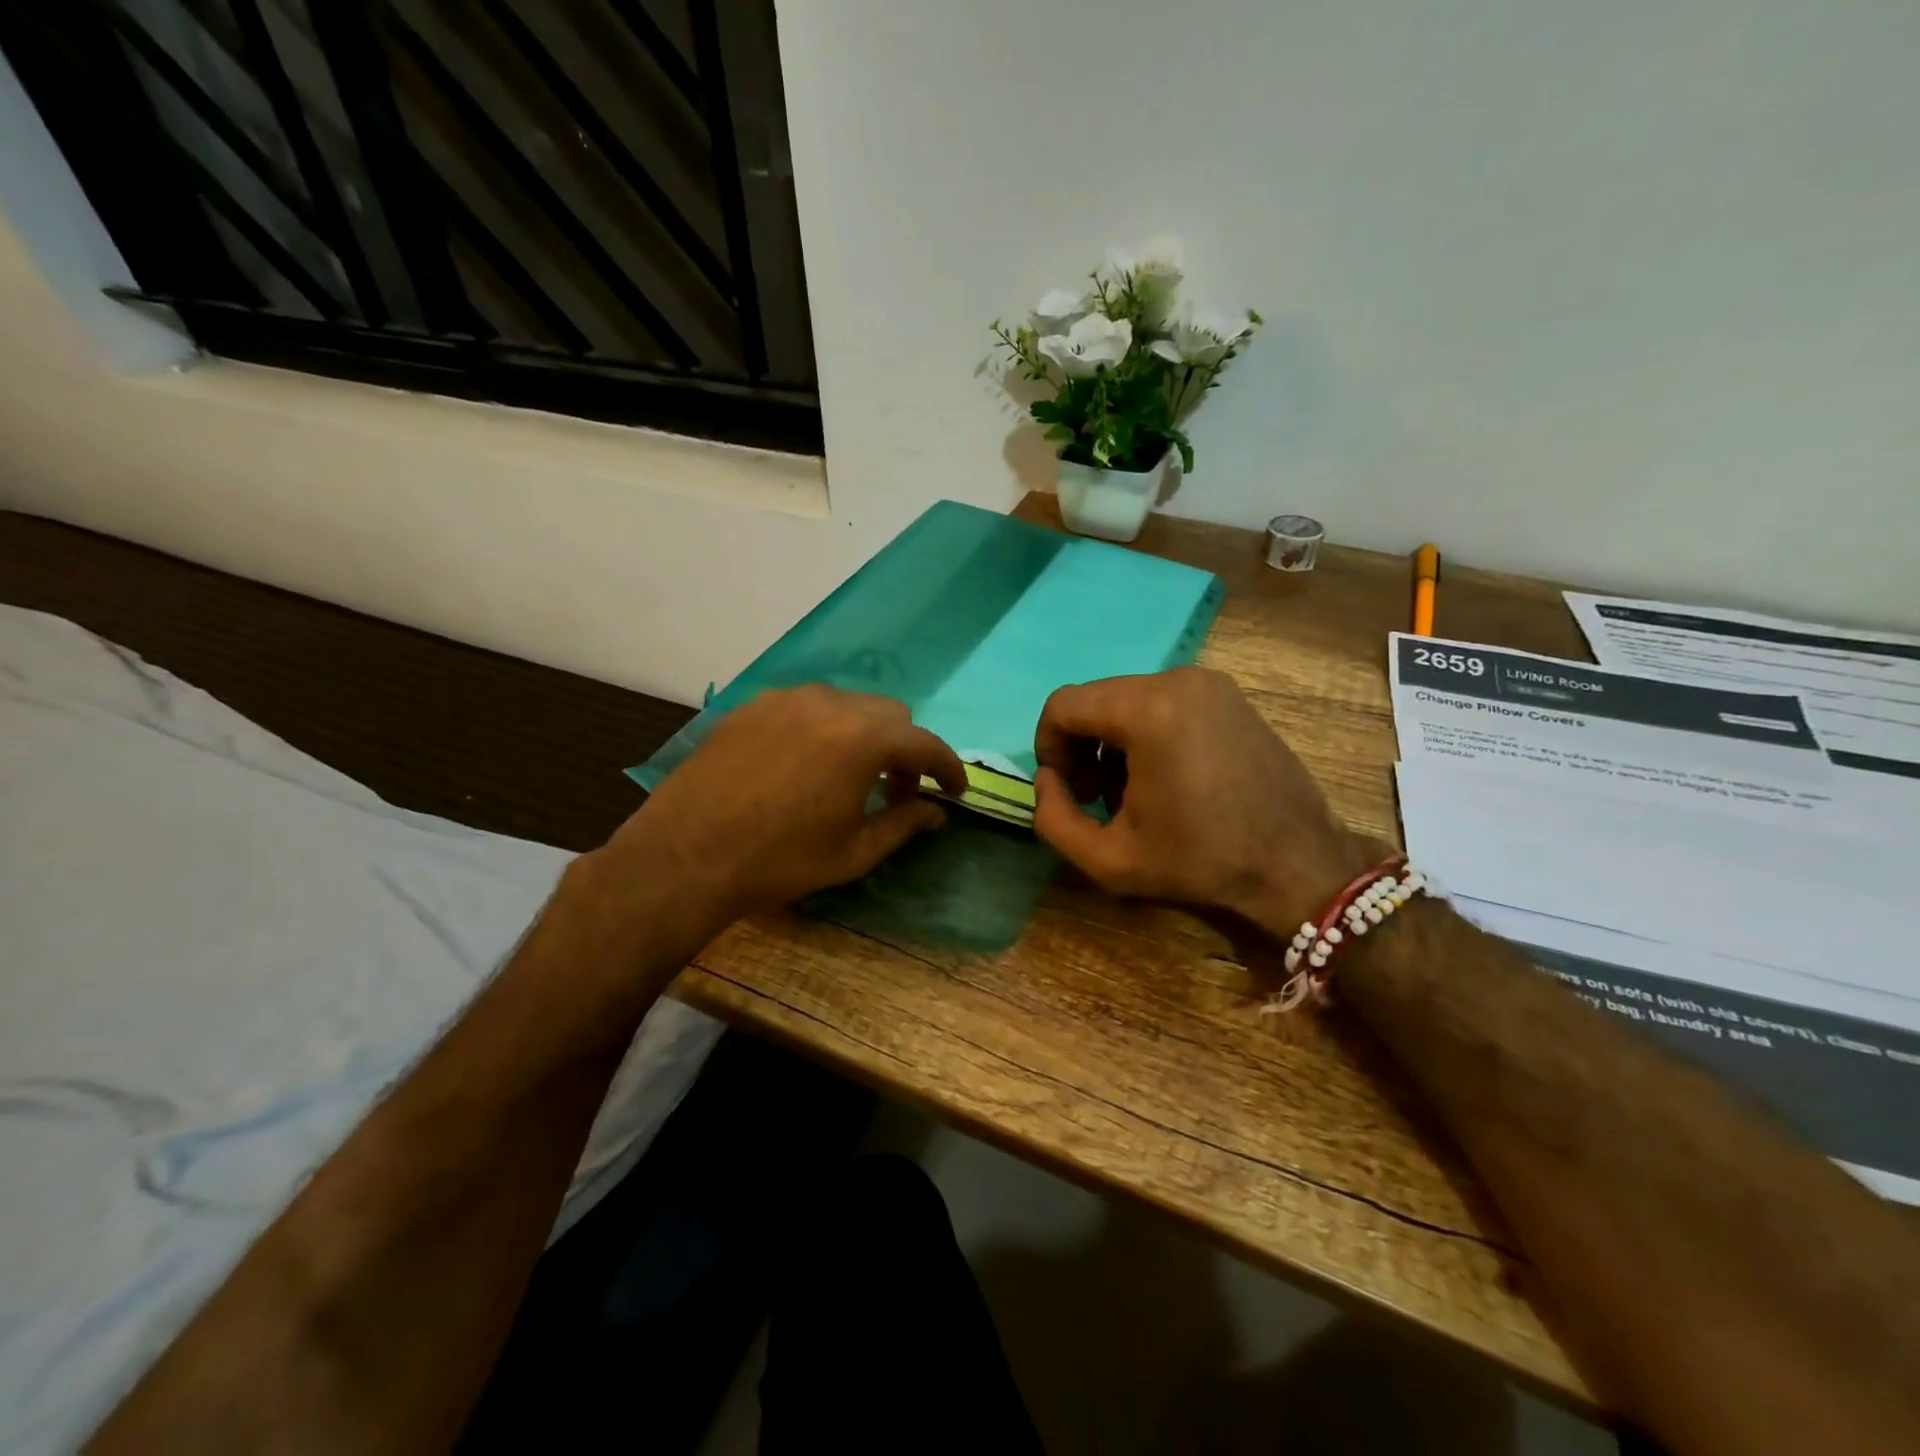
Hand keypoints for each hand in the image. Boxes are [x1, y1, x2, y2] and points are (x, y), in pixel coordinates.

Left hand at [599, 686, 966, 930]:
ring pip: (848, 705)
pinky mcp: (752, 705)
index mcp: (862, 739)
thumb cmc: (779, 861)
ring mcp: (785, 699)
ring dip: (865, 736)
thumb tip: (937, 813)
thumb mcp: (852, 853)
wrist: (685, 855)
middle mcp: (829, 703)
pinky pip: (806, 708)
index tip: (956, 791)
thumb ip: (904, 825)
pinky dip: (824, 730)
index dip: (948, 768)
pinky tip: (806, 766)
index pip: (925, 743)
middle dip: (906, 751)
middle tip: (898, 790)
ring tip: (850, 777)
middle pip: (890, 716)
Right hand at [1032, 668, 1371, 934]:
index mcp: (1147, 712)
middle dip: (1081, 747)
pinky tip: (1166, 778)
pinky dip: (1147, 733)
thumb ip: (1053, 819)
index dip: (1048, 748)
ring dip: (1113, 743)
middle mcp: (1177, 680)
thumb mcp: (1109, 860)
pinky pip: (1163, 702)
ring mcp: (1209, 683)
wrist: (1296, 863)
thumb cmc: (1201, 862)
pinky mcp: (1228, 695)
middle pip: (1095, 700)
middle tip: (1095, 798)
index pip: (1063, 705)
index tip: (1066, 791)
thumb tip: (1047, 779)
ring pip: (1127, 700)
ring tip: (1131, 793)